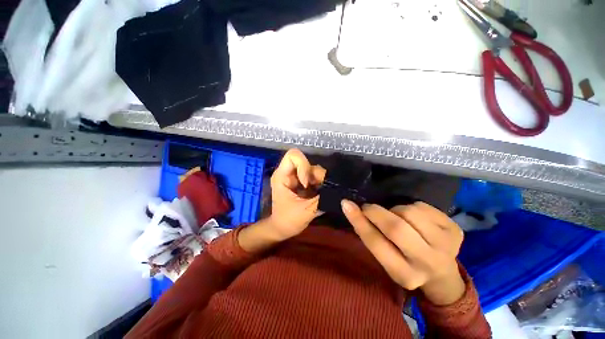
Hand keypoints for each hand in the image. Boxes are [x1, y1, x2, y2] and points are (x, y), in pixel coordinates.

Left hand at [268, 149, 324, 239]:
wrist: (283, 228)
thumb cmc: (289, 220)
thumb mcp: (306, 210)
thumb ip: (322, 197)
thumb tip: (337, 188)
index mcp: (282, 176)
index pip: (293, 155)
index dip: (304, 165)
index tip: (307, 183)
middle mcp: (289, 172)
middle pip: (306, 162)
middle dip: (314, 175)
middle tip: (316, 190)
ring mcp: (296, 177)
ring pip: (313, 169)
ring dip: (319, 180)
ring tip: (317, 194)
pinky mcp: (302, 182)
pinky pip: (314, 176)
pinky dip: (319, 183)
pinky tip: (317, 194)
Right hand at [342, 200, 465, 304]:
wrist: (441, 273)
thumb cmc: (405, 263)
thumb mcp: (385, 256)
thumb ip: (369, 234)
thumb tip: (350, 206)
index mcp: (404, 274)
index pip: (376, 243)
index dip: (359, 221)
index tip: (347, 204)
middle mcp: (427, 263)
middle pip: (396, 228)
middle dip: (377, 212)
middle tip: (369, 207)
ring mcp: (447, 247)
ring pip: (410, 212)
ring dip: (396, 210)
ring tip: (398, 218)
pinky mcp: (456, 231)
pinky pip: (423, 206)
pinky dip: (412, 207)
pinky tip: (415, 218)